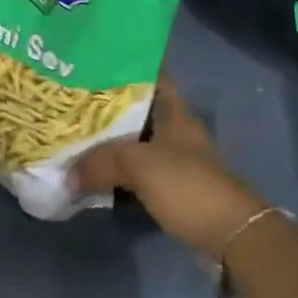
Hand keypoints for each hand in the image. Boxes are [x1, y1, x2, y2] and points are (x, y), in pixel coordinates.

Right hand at [73, 78, 268, 256]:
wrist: (232, 236)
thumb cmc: (188, 184)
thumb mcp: (138, 165)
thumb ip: (99, 164)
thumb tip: (66, 178)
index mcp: (173, 112)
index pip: (151, 74)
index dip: (126, 64)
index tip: (94, 61)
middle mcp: (175, 131)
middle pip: (137, 110)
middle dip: (106, 106)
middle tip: (71, 100)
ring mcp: (176, 161)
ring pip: (135, 143)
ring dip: (109, 143)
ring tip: (74, 134)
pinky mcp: (173, 190)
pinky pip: (137, 173)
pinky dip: (117, 173)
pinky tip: (92, 174)